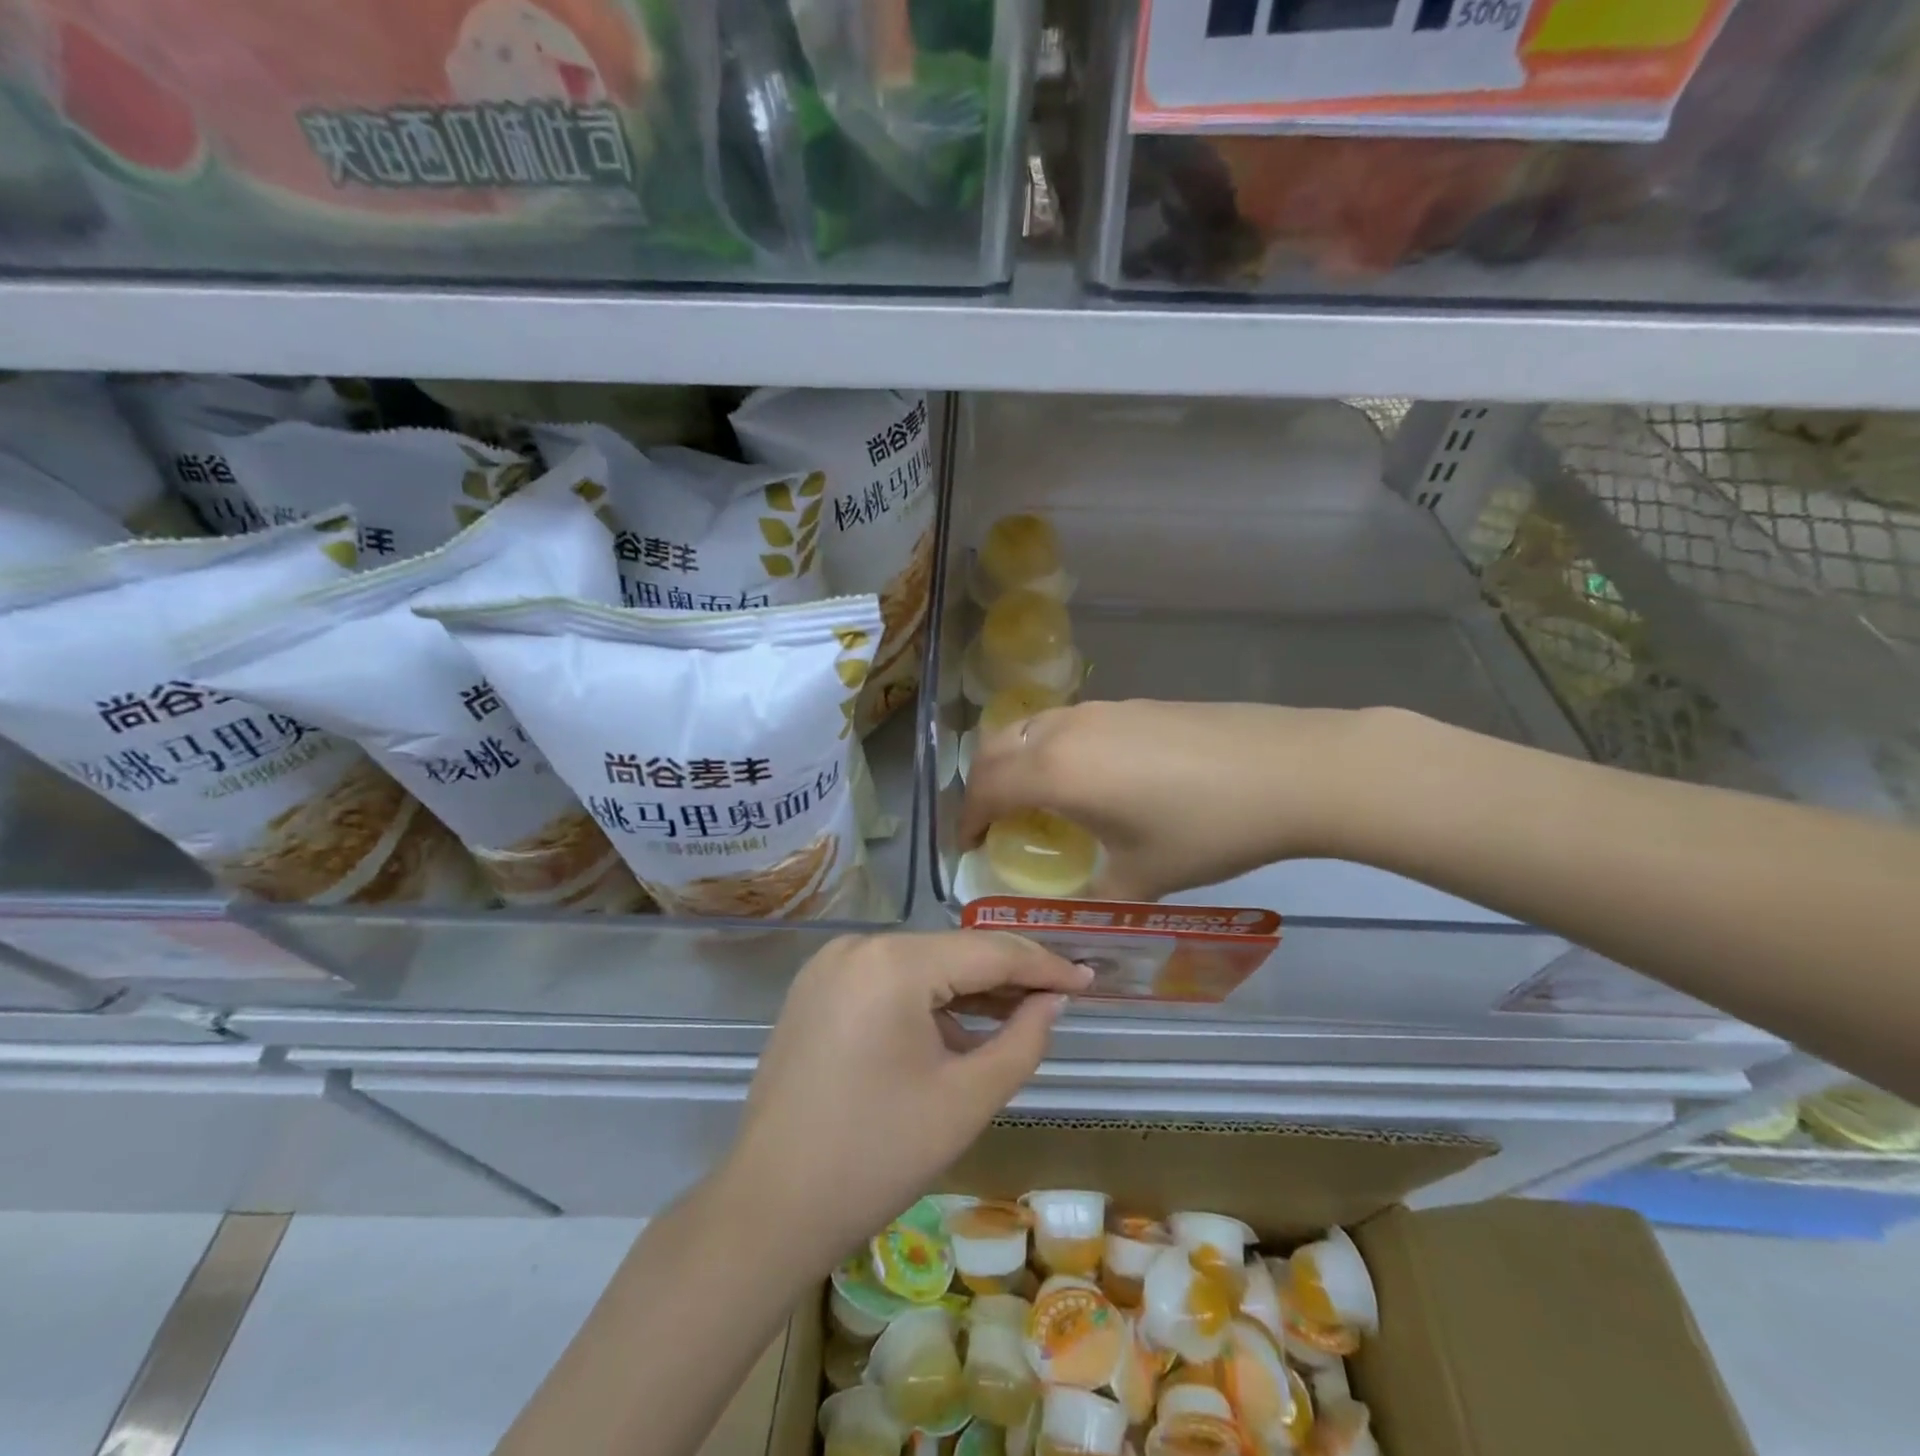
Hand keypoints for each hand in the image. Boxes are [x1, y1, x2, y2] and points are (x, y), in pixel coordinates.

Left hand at [725, 932, 1091, 1264]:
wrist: (769, 1207)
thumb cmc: (876, 1157)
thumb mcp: (965, 1100)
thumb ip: (1022, 1041)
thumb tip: (1052, 1002)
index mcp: (893, 963)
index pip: (987, 951)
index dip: (1043, 964)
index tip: (1088, 978)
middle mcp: (858, 946)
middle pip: (952, 953)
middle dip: (1007, 976)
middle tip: (1061, 996)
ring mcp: (830, 965)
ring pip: (920, 966)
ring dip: (967, 990)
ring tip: (1020, 1012)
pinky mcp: (816, 990)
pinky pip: (887, 981)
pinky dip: (926, 1000)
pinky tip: (957, 1028)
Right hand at [960, 699, 1369, 900]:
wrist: (1288, 770)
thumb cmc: (1206, 828)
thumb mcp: (1144, 877)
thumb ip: (1095, 899)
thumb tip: (1073, 919)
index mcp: (1055, 771)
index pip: (985, 789)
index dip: (967, 819)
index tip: (968, 846)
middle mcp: (1065, 730)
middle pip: (996, 747)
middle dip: (982, 784)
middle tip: (994, 821)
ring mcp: (1100, 710)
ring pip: (1032, 728)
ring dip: (1017, 760)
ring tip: (1036, 798)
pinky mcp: (1132, 704)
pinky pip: (1068, 723)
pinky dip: (1053, 748)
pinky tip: (1090, 778)